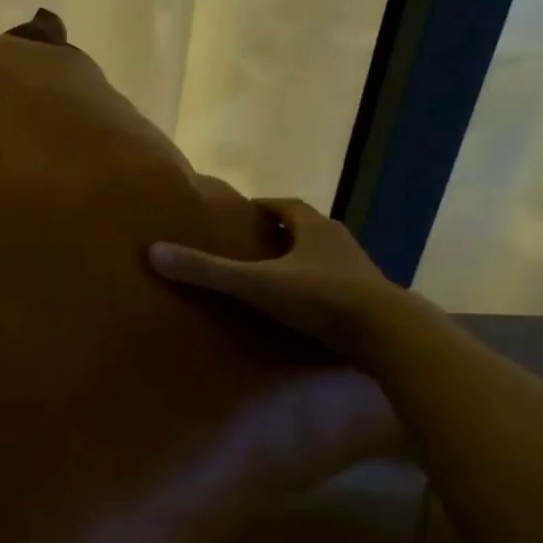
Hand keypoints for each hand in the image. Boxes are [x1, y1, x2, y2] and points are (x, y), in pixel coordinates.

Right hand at [150, 197, 421, 364]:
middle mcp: (339, 244)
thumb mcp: (255, 282)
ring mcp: (357, 274)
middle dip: (278, 235)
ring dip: (297, 264)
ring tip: (267, 280)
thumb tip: (153, 252)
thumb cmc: (321, 297)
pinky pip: (333, 289)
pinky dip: (312, 293)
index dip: (262, 208)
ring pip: (321, 260)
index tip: (239, 215)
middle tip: (247, 247)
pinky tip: (296, 311)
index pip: (286, 206)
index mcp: (315, 228)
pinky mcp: (366, 303)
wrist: (389, 335)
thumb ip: (207, 270)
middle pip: (304, 231)